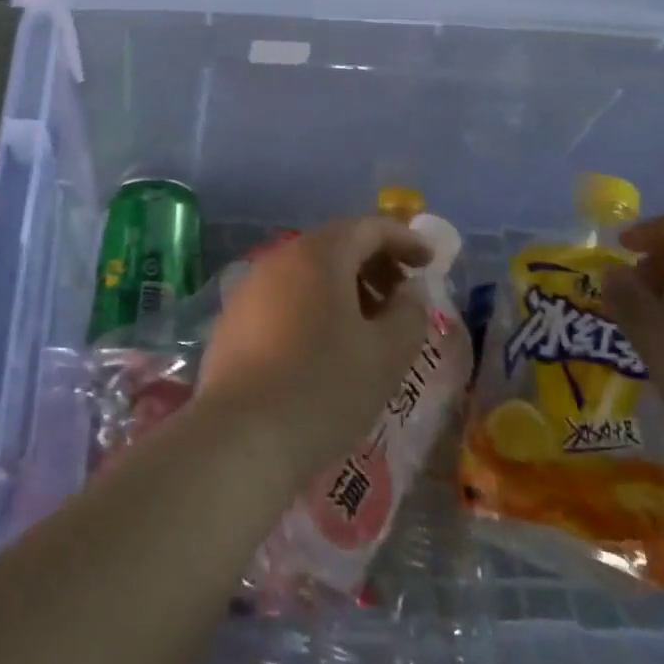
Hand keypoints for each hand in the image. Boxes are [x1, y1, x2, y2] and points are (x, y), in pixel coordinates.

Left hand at [197, 217, 431, 490]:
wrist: (241, 436)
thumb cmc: (325, 387)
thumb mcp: (386, 354)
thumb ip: (409, 313)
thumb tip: (409, 291)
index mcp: (318, 254)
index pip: (368, 227)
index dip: (404, 239)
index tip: (429, 261)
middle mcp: (279, 259)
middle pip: (335, 246)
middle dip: (374, 264)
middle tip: (402, 297)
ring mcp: (250, 288)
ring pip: (307, 273)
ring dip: (344, 288)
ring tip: (369, 326)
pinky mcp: (234, 320)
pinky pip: (284, 297)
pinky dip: (314, 306)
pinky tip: (325, 346)